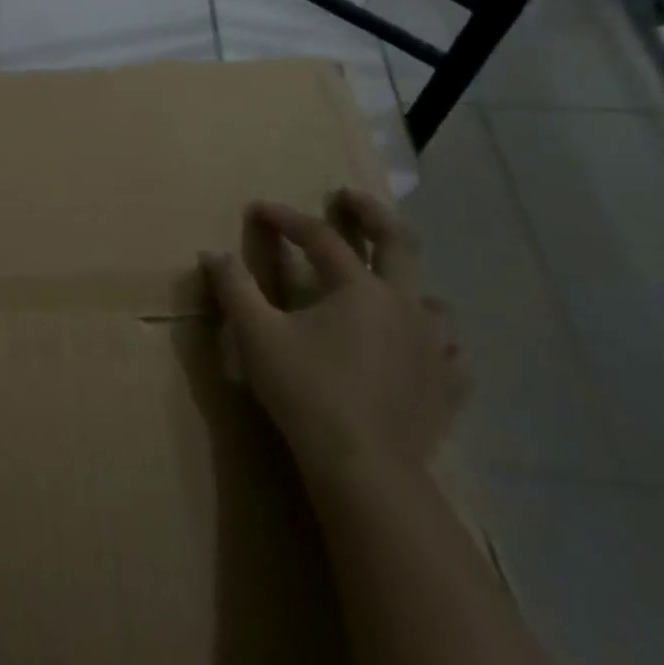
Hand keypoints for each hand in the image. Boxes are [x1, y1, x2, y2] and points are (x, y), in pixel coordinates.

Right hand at [201, 189, 467, 488]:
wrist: (363, 466)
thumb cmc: (306, 390)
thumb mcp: (257, 335)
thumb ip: (234, 289)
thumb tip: (213, 254)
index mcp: (359, 289)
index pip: (320, 238)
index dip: (285, 219)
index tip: (257, 209)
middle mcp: (404, 305)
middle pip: (399, 243)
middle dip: (372, 214)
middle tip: (350, 198)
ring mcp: (434, 347)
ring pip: (432, 299)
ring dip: (409, 283)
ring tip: (390, 285)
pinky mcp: (447, 388)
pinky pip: (451, 355)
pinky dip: (435, 344)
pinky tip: (422, 352)